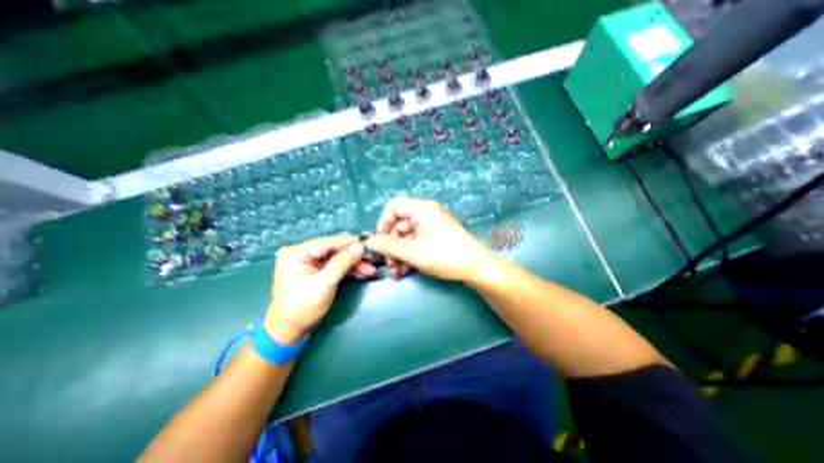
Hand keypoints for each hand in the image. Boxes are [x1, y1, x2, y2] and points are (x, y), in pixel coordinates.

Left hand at [266, 234, 368, 342]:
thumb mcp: (324, 284)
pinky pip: (335, 265)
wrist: (290, 331)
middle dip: (353, 255)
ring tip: (370, 270)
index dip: (349, 243)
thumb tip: (360, 246)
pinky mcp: (316, 270)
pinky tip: (363, 273)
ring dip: (354, 264)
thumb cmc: (302, 308)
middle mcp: (302, 253)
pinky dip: (349, 269)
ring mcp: (309, 262)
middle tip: (372, 259)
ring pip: (337, 257)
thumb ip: (342, 263)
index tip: (369, 244)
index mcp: (296, 253)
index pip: (327, 242)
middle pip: (334, 249)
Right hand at [367, 197, 494, 279]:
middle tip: (390, 266)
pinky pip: (417, 241)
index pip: (394, 207)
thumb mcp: (413, 252)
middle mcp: (426, 213)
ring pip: (408, 236)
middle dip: (392, 246)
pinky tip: (407, 270)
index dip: (383, 223)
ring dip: (400, 253)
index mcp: (422, 209)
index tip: (379, 243)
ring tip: (398, 272)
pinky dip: (410, 254)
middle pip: (400, 225)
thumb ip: (389, 246)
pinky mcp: (437, 237)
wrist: (477, 268)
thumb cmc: (445, 256)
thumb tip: (369, 241)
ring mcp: (432, 225)